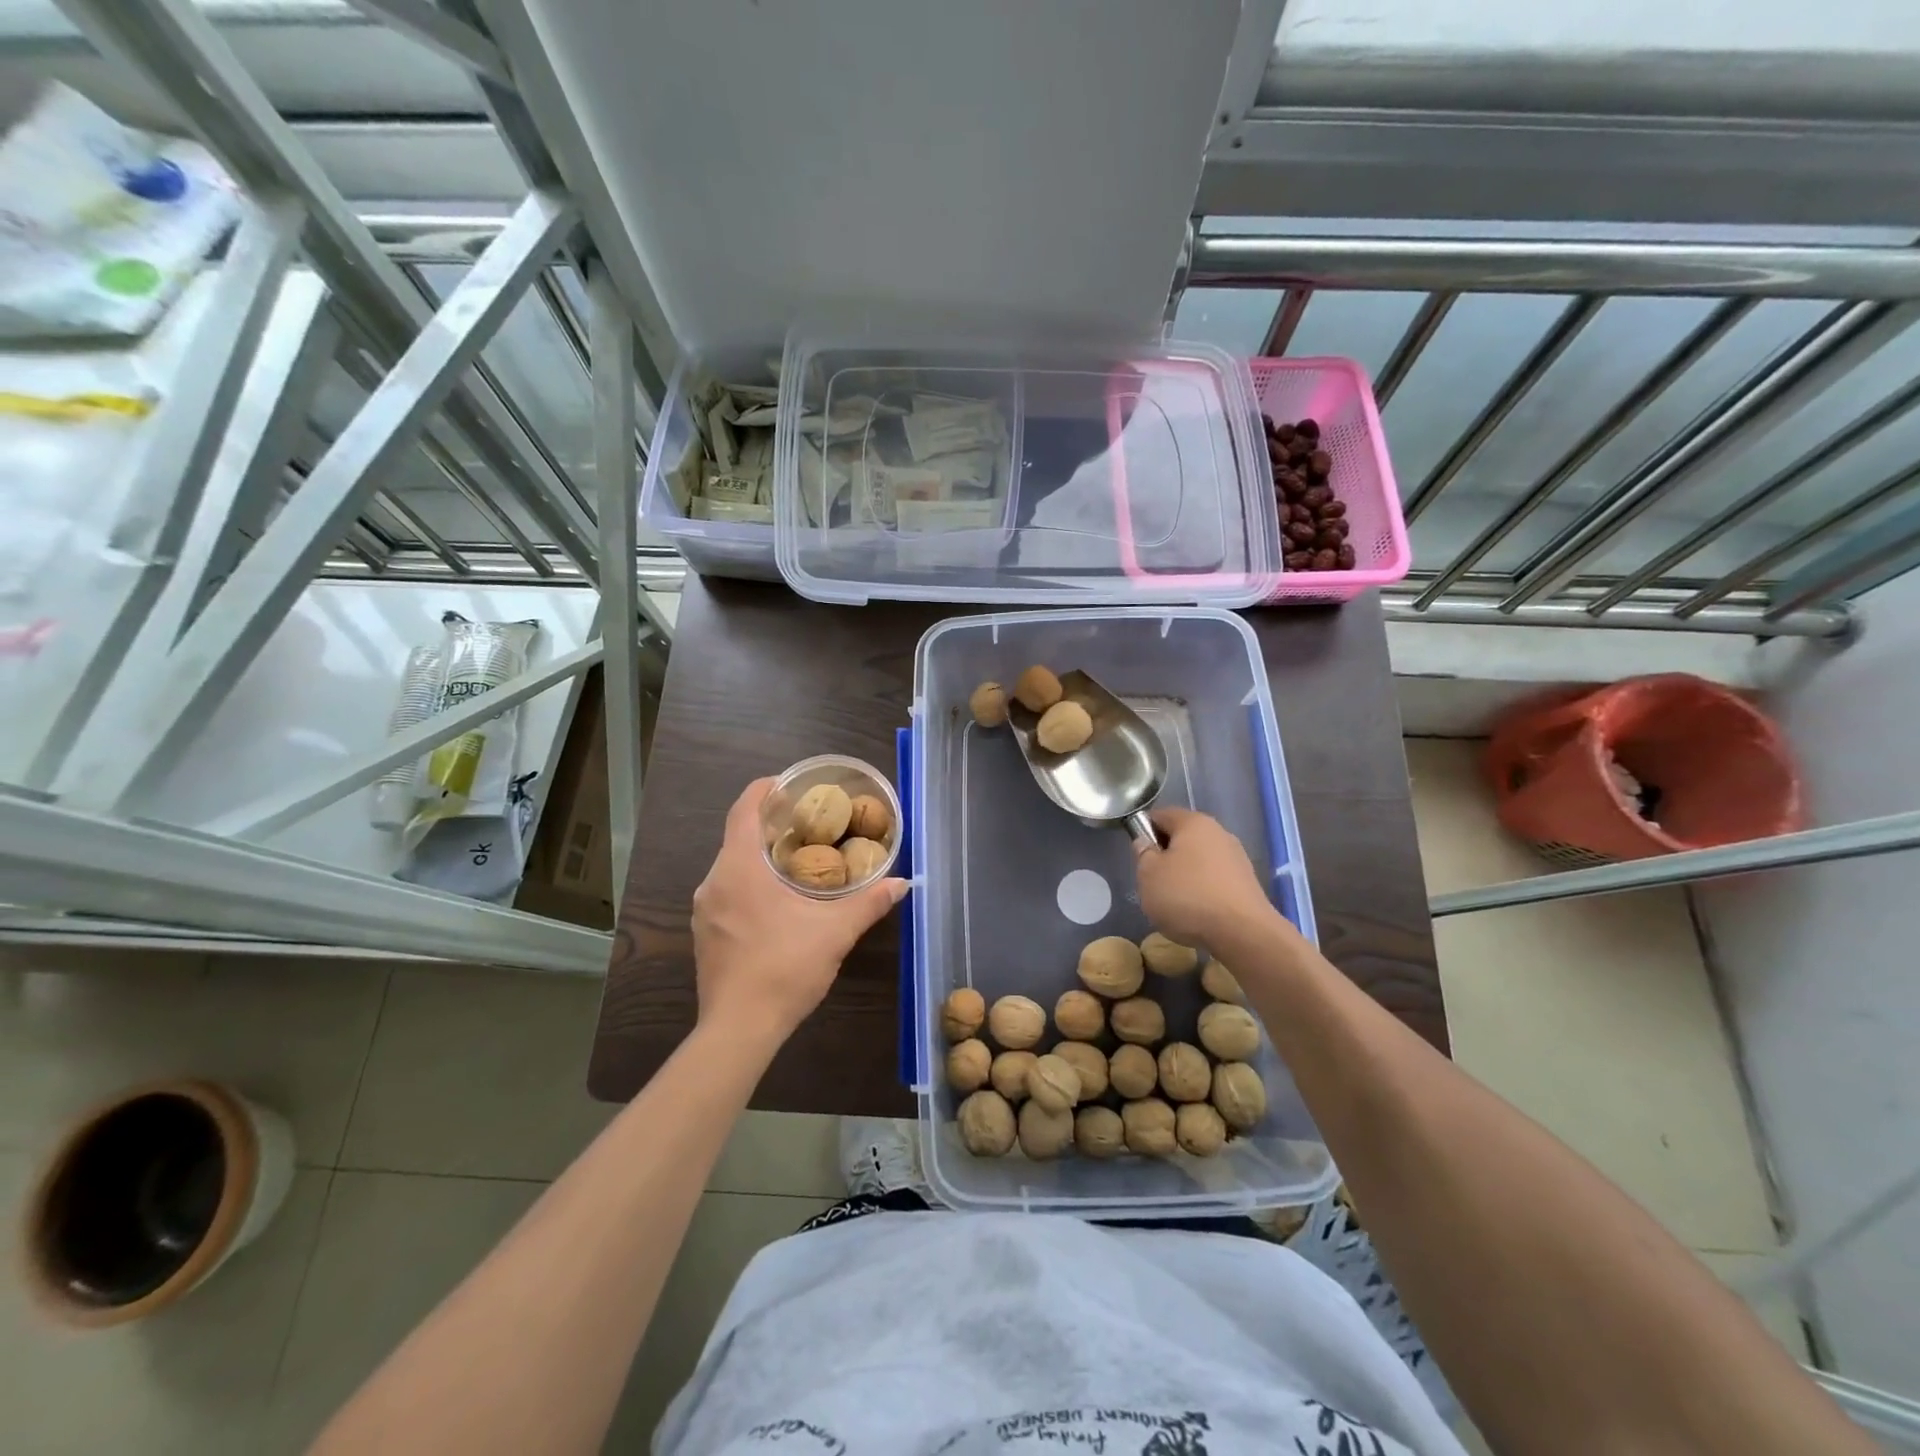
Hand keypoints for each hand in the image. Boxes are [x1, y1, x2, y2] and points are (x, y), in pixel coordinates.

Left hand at [692, 777, 906, 1045]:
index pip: (743, 810)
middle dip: (768, 825)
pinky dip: (749, 884)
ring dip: (759, 857)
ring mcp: (705, 910)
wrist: (739, 1029)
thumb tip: (902, 883)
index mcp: (740, 868)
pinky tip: (776, 901)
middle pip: (737, 837)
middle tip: (805, 823)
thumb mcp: (835, 932)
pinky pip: (727, 893)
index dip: (762, 790)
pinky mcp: (705, 935)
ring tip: (796, 860)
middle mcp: (714, 882)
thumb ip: (869, 903)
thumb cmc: (785, 968)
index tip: (786, 783)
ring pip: (731, 867)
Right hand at [1133, 808, 1275, 950]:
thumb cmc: (1187, 897)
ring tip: (1174, 902)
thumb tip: (1147, 843)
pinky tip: (1197, 912)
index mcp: (1193, 822)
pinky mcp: (1247, 883)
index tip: (1137, 856)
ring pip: (1199, 860)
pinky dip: (1202, 891)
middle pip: (1182, 837)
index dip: (1143, 831)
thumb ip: (1143, 854)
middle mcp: (1218, 832)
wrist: (1243, 933)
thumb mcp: (1148, 875)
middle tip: (1152, 881)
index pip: (1160, 815)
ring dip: (1184, 875)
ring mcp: (1236, 858)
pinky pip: (1214, 879)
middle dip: (1165, 856)